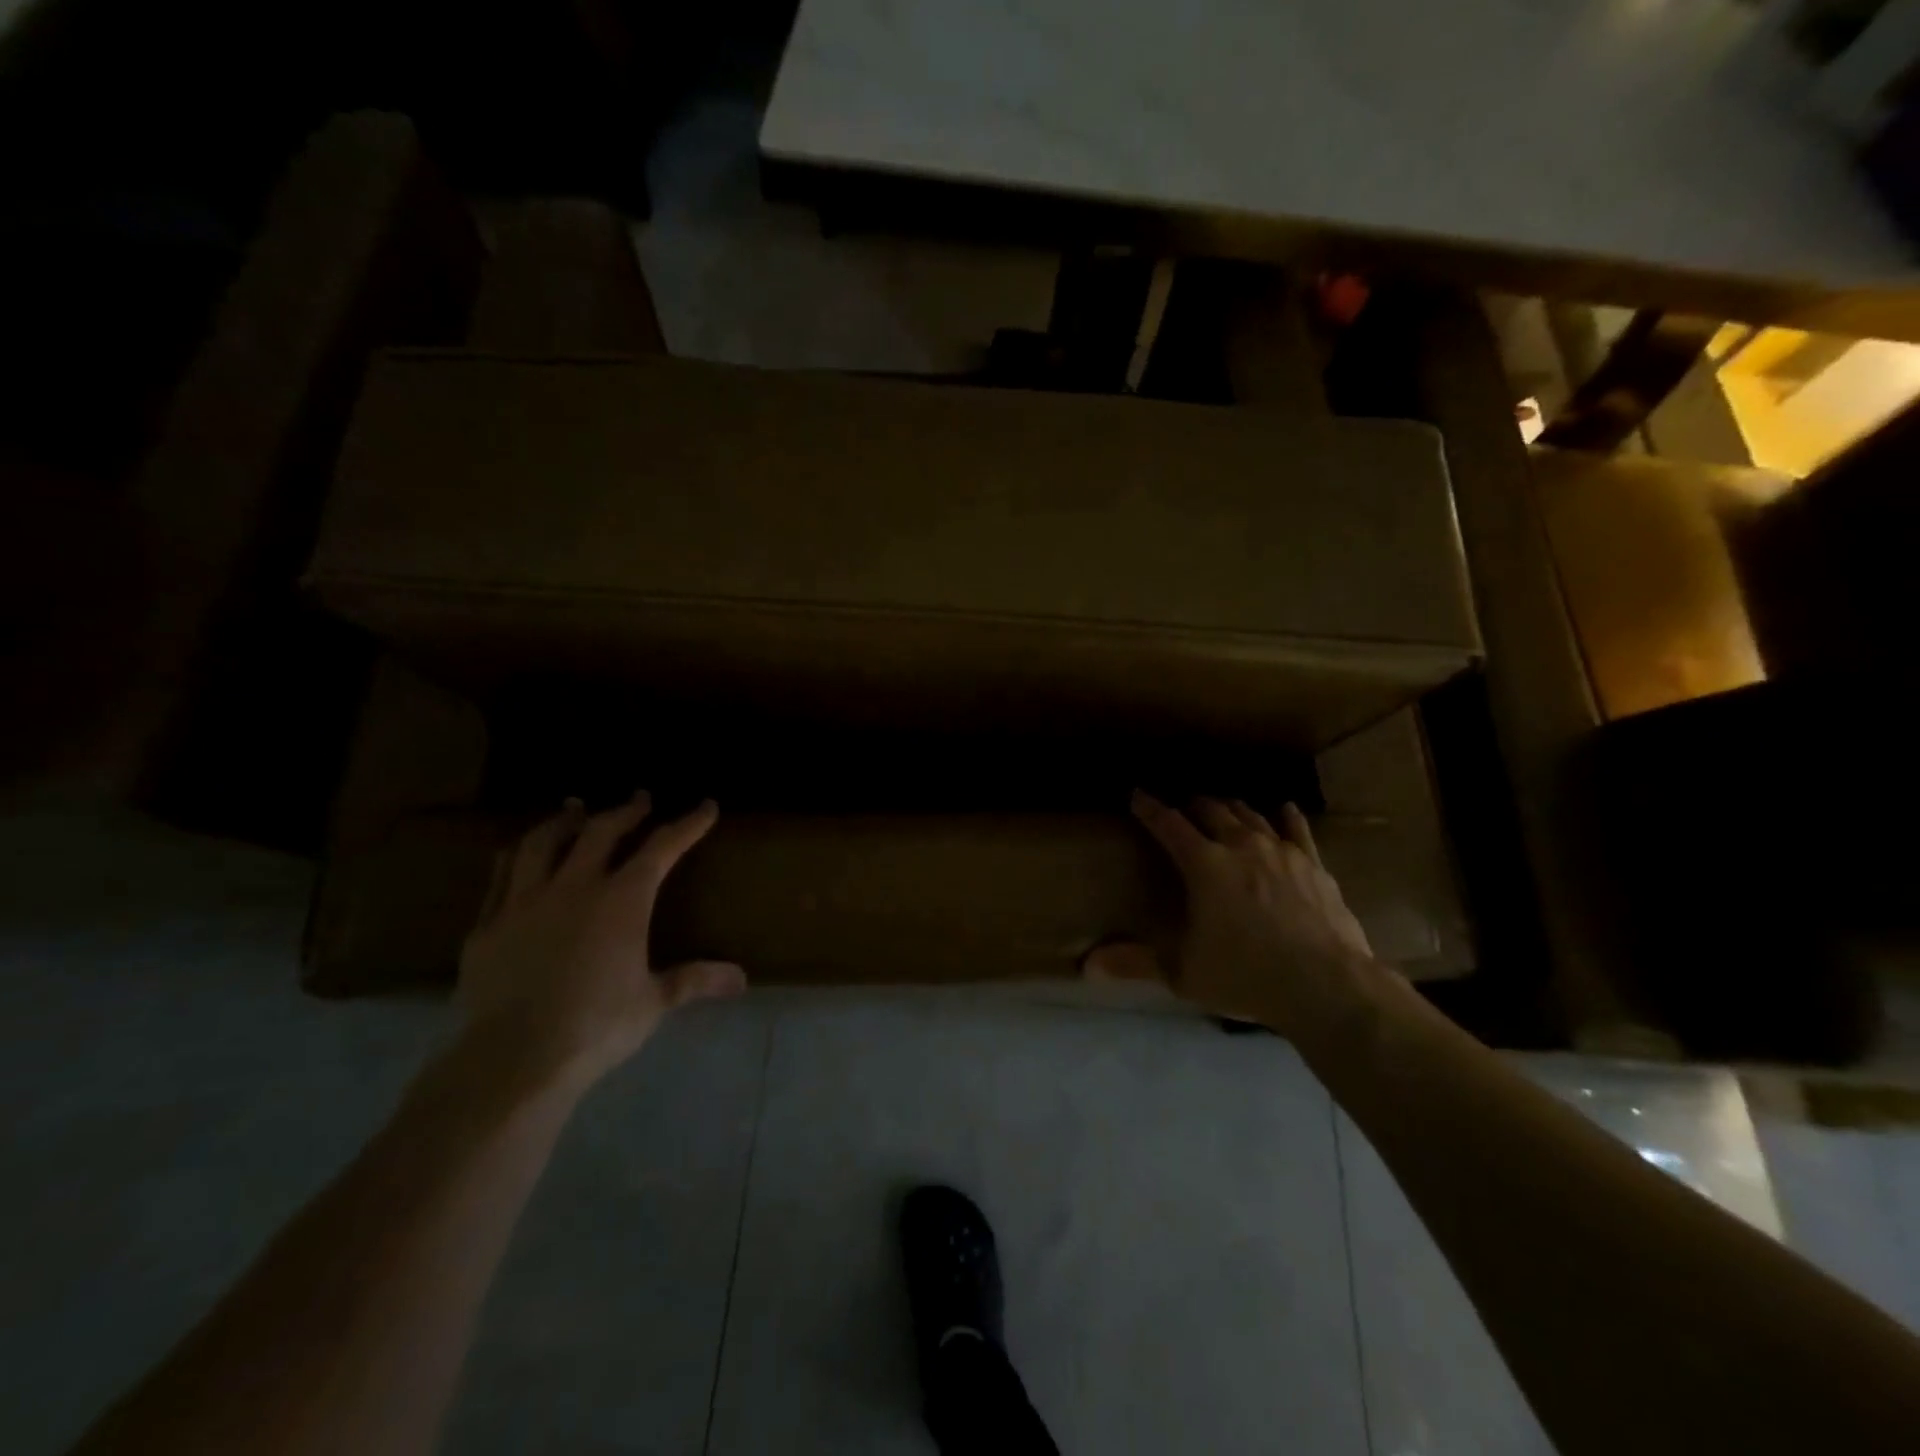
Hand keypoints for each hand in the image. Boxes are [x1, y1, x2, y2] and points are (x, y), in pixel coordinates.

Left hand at [457, 792, 745, 1090]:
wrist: (512, 1059)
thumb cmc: (595, 1027)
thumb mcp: (653, 1002)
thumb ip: (694, 980)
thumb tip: (742, 979)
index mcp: (621, 901)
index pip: (661, 848)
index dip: (686, 825)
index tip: (705, 807)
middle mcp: (574, 888)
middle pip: (600, 832)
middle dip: (626, 811)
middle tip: (640, 799)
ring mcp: (524, 902)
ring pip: (542, 843)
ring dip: (563, 821)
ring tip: (574, 808)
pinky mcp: (487, 925)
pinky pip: (501, 875)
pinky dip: (517, 855)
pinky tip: (521, 854)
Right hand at [1119, 792, 1382, 1036]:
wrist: (1326, 985)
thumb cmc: (1246, 976)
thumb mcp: (1183, 973)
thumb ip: (1136, 963)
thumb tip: (1087, 966)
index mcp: (1204, 865)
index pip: (1169, 825)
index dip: (1150, 808)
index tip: (1138, 794)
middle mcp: (1240, 846)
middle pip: (1211, 811)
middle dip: (1192, 804)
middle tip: (1182, 806)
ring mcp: (1281, 852)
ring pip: (1250, 815)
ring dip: (1232, 808)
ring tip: (1223, 807)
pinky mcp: (1313, 864)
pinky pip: (1297, 829)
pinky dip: (1286, 816)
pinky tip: (1284, 808)